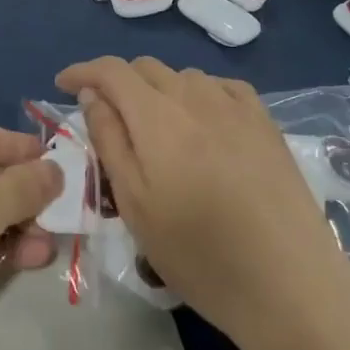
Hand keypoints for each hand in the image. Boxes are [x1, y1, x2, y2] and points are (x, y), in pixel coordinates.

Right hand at [55, 57, 349, 342]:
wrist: (287, 281)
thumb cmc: (198, 253)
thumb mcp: (135, 204)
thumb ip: (109, 140)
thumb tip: (92, 94)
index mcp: (157, 116)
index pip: (111, 71)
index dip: (82, 71)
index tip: (62, 84)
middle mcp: (195, 96)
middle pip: (146, 68)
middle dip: (117, 82)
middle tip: (106, 116)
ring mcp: (235, 106)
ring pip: (182, 77)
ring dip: (158, 90)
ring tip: (154, 127)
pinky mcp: (265, 121)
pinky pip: (220, 87)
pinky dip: (197, 94)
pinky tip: (201, 122)